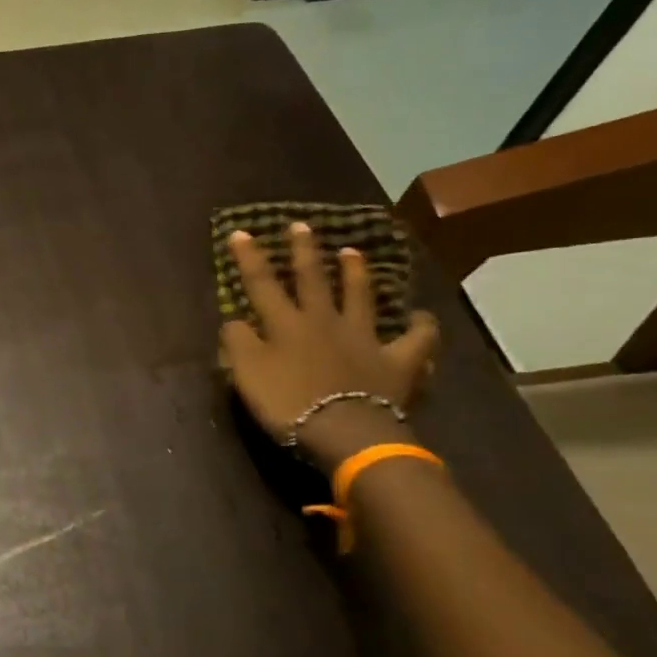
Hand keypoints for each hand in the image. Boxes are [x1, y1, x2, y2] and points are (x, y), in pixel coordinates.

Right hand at [220, 223, 439, 469]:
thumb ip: (237, 343)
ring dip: (356, 274)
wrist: (345, 431)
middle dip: (303, 252)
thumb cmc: (288, 403)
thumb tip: (234, 320)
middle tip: (301, 226)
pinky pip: (415, 340)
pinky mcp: (397, 361)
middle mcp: (325, 321)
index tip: (241, 233)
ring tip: (353, 252)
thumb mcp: (247, 373)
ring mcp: (364, 338)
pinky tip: (422, 317)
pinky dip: (421, 327)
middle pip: (313, 280)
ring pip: (360, 298)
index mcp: (286, 324)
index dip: (249, 258)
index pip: (262, 284)